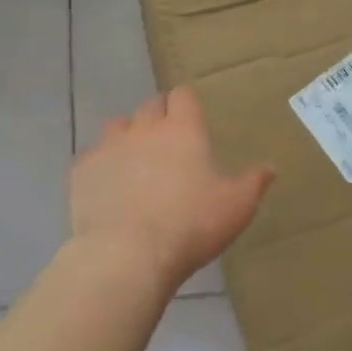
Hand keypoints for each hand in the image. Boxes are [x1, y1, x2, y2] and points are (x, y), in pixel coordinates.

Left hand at [70, 87, 275, 285]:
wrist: (127, 254)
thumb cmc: (191, 225)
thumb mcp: (237, 206)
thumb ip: (254, 182)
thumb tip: (270, 167)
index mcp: (184, 131)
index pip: (183, 96)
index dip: (187, 103)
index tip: (193, 117)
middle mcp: (144, 129)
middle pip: (150, 105)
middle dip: (160, 115)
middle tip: (170, 140)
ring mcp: (108, 147)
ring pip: (118, 125)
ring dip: (129, 134)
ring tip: (137, 158)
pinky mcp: (81, 171)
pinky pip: (92, 155)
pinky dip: (103, 163)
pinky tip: (109, 184)